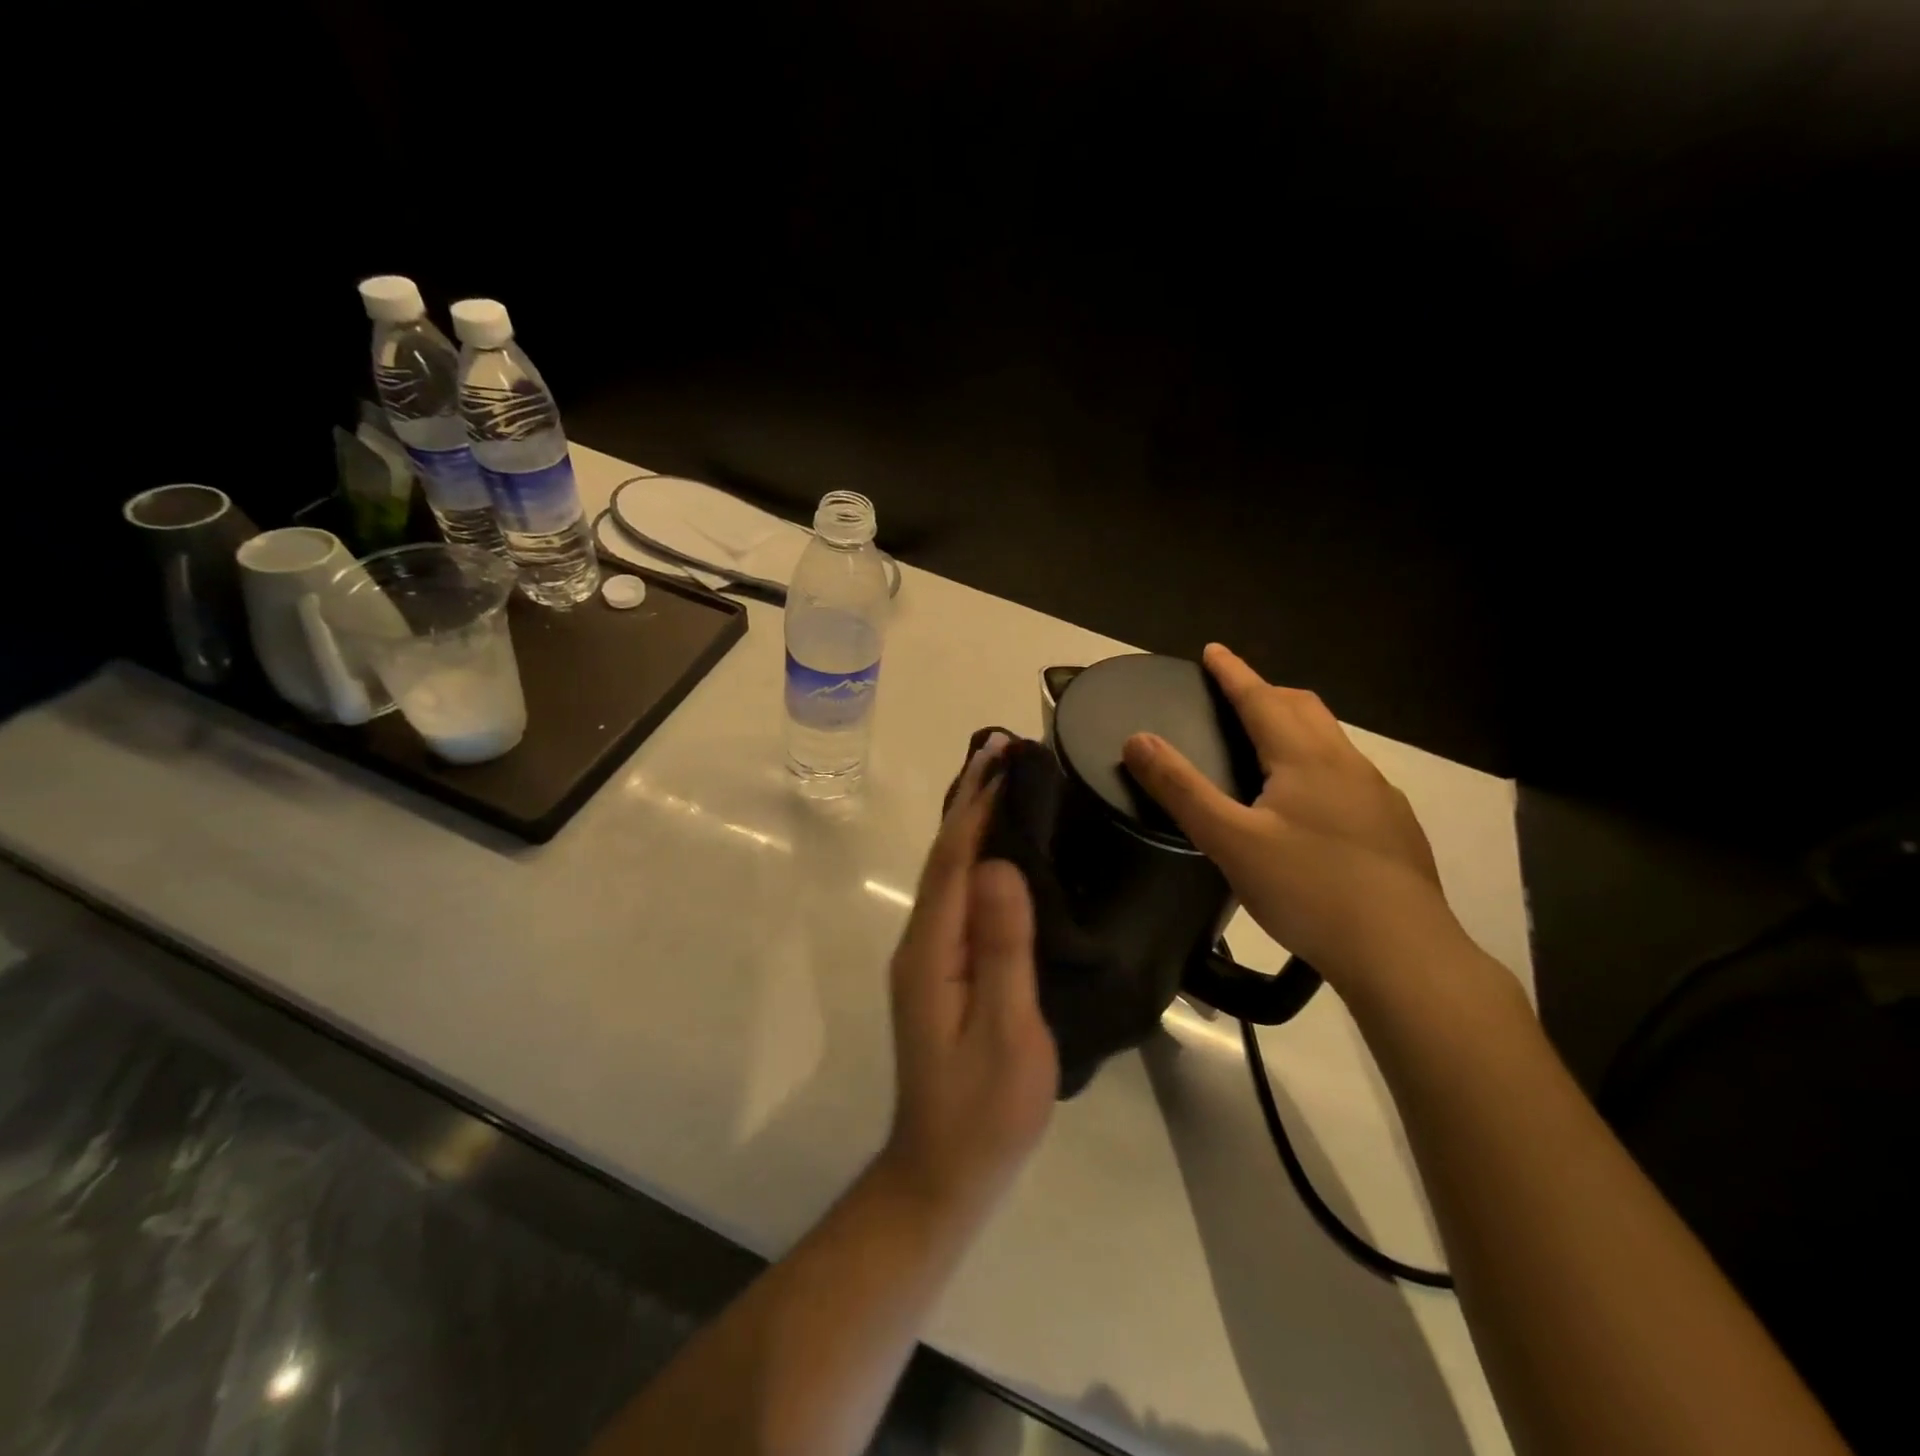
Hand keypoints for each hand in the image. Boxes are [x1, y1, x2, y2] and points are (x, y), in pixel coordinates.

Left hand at [880, 735, 1057, 1223]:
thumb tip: (998, 866)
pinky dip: (975, 857)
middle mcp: (922, 942)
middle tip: (1004, 749)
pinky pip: (957, 895)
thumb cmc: (984, 1110)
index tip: (1003, 755)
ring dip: (972, 821)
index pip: (954, 858)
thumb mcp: (1006, 1032)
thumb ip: (1002, 949)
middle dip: (971, 799)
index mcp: (933, 949)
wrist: (943, 1172)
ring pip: (949, 872)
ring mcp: (928, 957)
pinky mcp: (941, 970)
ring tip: (1003, 780)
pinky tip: (997, 851)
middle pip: (944, 856)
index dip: (977, 804)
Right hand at [1122, 644, 1467, 996]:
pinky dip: (1319, 764)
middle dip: (1267, 692)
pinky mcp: (1394, 827)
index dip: (1234, 673)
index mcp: (1306, 759)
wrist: (1403, 953)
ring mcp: (1378, 795)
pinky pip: (1350, 775)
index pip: (1262, 699)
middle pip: (1304, 709)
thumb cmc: (1308, 890)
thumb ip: (1181, 788)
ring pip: (1331, 741)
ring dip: (1296, 726)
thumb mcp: (1230, 841)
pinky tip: (1312, 803)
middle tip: (1235, 693)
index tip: (1213, 650)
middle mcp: (1347, 764)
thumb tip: (1137, 739)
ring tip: (1269, 744)